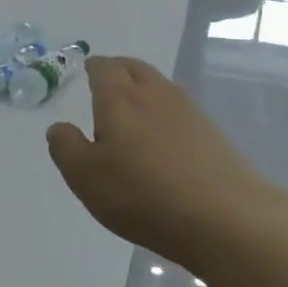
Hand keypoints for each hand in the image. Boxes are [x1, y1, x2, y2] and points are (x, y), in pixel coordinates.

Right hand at [45, 55, 287, 269]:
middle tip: (106, 79)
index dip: (93, 67)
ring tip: (131, 106)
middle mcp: (155, 95)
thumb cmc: (143, 194)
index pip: (104, 68)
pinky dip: (164, 112)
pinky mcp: (213, 136)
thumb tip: (60, 127)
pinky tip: (161, 136)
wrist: (226, 219)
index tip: (86, 70)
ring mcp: (189, 113)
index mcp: (119, 99)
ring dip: (143, 88)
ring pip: (160, 86)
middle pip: (135, 68)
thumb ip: (65, 146)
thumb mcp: (85, 175)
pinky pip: (179, 110)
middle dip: (118, 69)